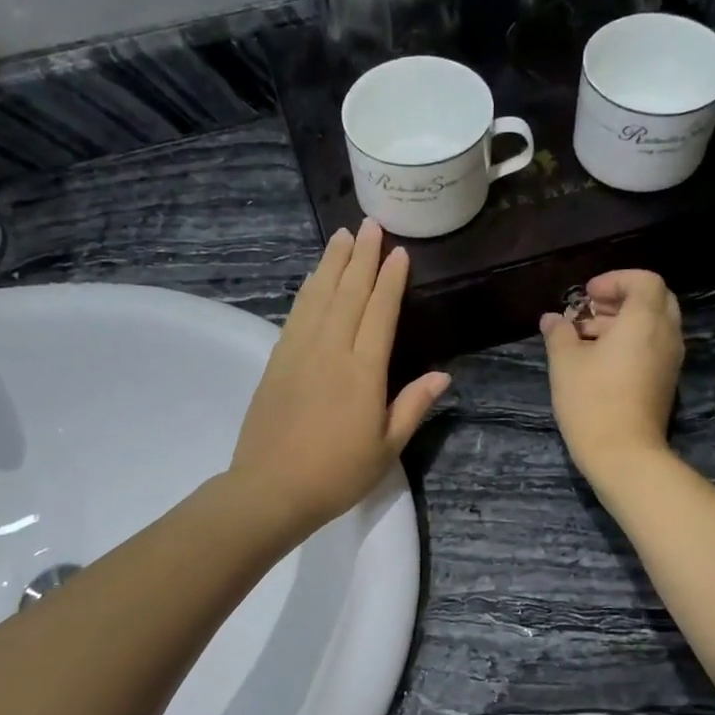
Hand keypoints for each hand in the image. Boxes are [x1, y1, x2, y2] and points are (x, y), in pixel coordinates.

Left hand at [232, 221, 449, 535]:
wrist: (271, 488)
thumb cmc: (337, 474)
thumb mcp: (386, 447)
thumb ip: (412, 406)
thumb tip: (443, 375)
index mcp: (363, 370)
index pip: (380, 312)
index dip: (391, 280)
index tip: (399, 252)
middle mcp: (330, 350)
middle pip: (348, 293)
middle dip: (362, 257)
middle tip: (371, 225)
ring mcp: (298, 352)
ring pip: (318, 296)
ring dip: (332, 264)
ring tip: (343, 237)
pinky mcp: (276, 361)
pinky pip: (295, 314)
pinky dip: (307, 290)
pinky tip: (313, 279)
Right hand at [540, 270, 683, 486]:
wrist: (623, 454)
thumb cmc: (592, 401)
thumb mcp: (565, 362)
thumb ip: (559, 333)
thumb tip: (551, 319)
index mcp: (645, 320)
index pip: (644, 280)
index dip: (615, 280)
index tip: (587, 295)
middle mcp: (666, 334)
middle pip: (654, 299)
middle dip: (621, 298)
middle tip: (590, 311)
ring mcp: (670, 360)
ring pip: (654, 324)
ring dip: (624, 322)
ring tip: (587, 337)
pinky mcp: (666, 381)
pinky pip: (654, 346)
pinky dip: (632, 342)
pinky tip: (600, 360)